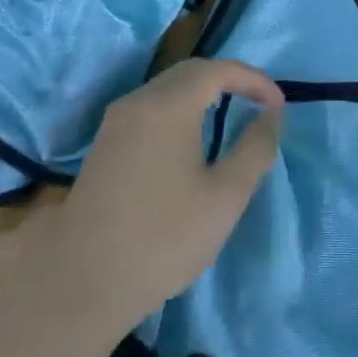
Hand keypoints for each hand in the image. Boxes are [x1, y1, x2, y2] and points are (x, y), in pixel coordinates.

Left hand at [58, 58, 283, 322]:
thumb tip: (272, 115)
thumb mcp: (226, 196)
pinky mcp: (104, 147)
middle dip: (230, 79)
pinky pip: (151, 109)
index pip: (219, 69)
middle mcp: (138, 102)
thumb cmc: (162, 238)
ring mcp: (116, 124)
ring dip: (204, 94)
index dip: (254, 80)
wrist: (78, 287)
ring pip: (168, 89)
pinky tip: (192, 141)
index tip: (279, 105)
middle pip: (191, 71)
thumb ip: (255, 148)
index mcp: (168, 105)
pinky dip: (181, 110)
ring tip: (232, 117)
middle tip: (259, 103)